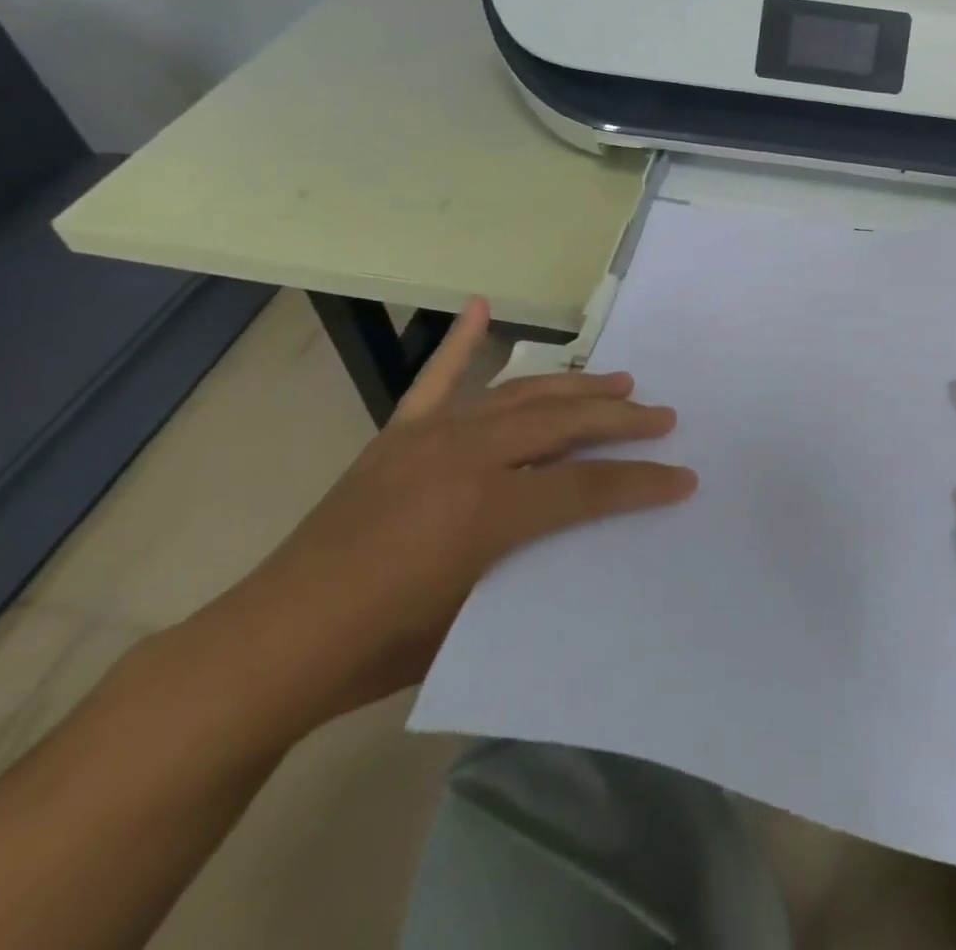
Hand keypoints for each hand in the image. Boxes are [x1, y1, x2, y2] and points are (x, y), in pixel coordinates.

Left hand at [196, 299, 697, 731]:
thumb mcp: (477, 615)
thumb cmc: (380, 649)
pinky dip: (462, 342)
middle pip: (562, 425)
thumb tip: (581, 528)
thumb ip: (534, 560)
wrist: (272, 645)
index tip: (684, 478)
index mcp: (486, 510)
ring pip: (519, 395)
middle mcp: (464, 457)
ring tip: (618, 382)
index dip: (641, 484)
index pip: (586, 488)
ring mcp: (429, 437)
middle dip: (620, 421)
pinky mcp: (398, 435)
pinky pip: (437, 379)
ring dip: (574, 387)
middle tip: (662, 417)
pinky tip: (482, 307)